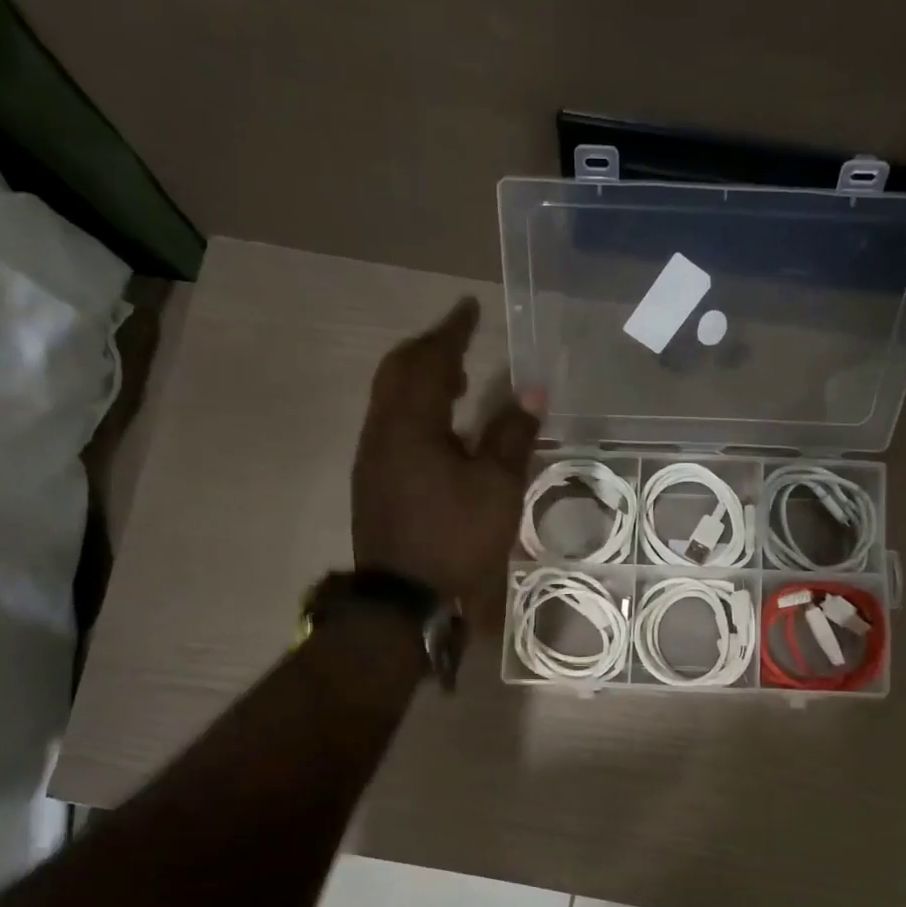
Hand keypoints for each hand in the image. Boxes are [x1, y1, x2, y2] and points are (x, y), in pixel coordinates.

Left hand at [354, 298, 538, 600]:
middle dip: (429, 350)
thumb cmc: (454, 538)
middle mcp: (381, 431)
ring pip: (391, 400)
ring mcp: (372, 458)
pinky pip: (392, 427)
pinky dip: (416, 411)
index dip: (452, 331)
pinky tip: (441, 430)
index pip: (430, 360)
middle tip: (461, 340)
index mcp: (410, 423)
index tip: (469, 307)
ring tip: (457, 380)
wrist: (402, 600)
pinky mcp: (374, 483)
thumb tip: (533, 390)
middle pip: (398, 372)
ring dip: (421, 381)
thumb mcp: (496, 487)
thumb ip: (512, 435)